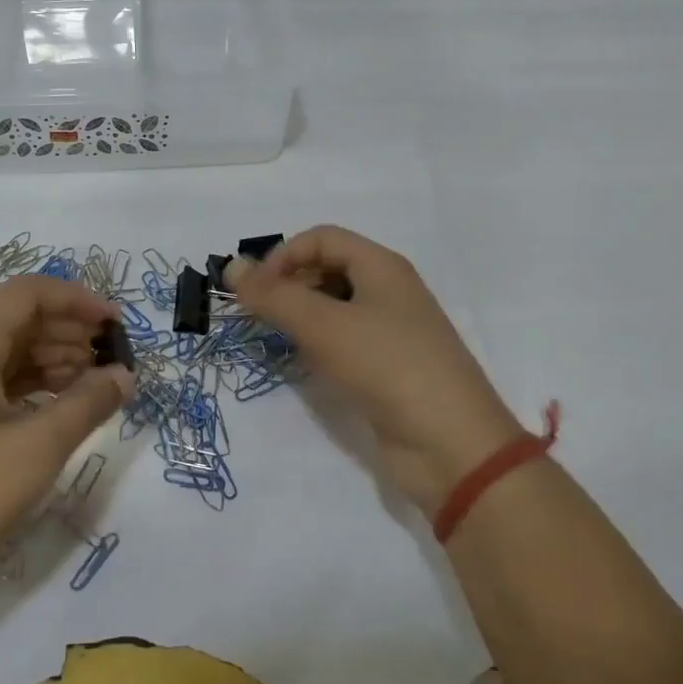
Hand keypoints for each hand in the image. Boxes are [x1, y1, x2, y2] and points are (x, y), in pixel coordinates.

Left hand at [0, 275, 132, 619]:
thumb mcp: (36, 450)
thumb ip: (87, 404)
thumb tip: (123, 375)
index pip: (28, 293)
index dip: (78, 300)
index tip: (116, 326)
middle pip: (15, 318)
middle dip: (69, 330)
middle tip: (111, 360)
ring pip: (2, 351)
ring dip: (50, 358)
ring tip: (91, 385)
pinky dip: (25, 384)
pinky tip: (52, 408)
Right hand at [227, 226, 531, 514]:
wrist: (450, 445)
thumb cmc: (387, 366)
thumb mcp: (324, 326)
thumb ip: (274, 296)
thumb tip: (232, 266)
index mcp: (382, 266)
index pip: (321, 238)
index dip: (283, 256)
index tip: (255, 293)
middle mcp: (388, 291)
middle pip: (328, 268)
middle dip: (290, 286)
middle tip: (260, 318)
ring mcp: (391, 331)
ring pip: (335, 308)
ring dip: (302, 317)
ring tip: (280, 341)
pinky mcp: (388, 368)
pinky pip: (345, 341)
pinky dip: (320, 346)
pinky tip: (308, 366)